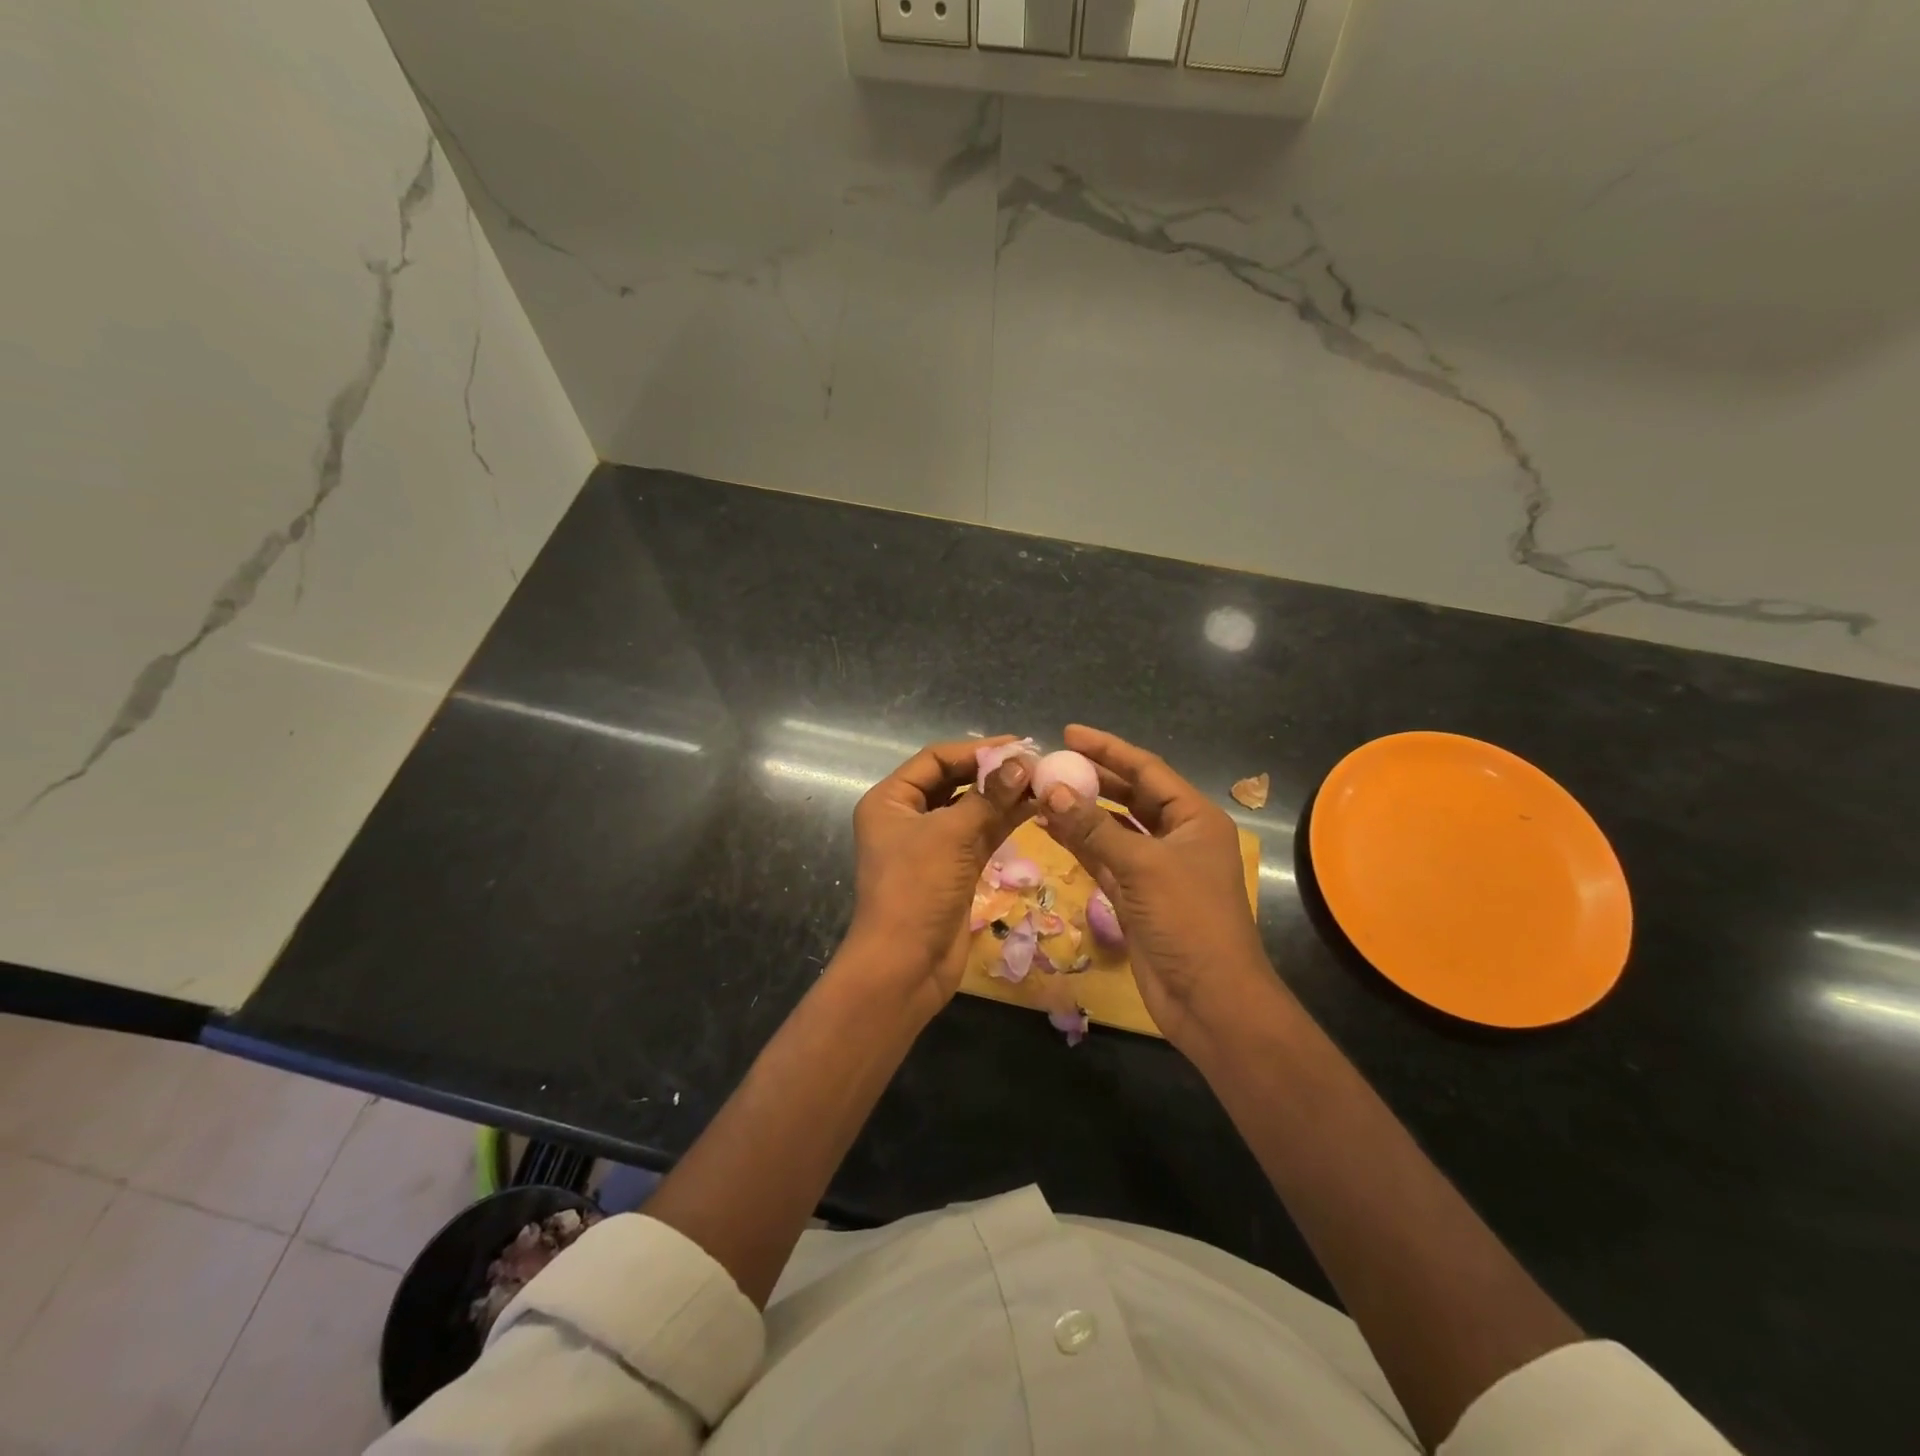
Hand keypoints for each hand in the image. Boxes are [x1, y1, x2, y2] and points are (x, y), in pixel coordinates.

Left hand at [846, 737, 1036, 1015]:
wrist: (905, 965)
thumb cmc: (916, 889)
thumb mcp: (951, 835)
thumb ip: (988, 796)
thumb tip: (1023, 762)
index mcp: (891, 800)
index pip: (935, 759)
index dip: (976, 749)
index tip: (1019, 746)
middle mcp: (908, 816)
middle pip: (954, 781)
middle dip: (993, 772)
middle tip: (1036, 763)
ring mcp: (932, 844)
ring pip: (971, 808)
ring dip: (1004, 796)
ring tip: (1043, 783)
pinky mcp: (954, 868)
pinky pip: (981, 834)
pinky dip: (1005, 821)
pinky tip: (1035, 808)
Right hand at [1038, 724, 1281, 1053]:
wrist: (1209, 999)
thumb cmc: (1189, 921)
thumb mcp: (1143, 866)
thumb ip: (1095, 827)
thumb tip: (1051, 790)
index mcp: (1194, 818)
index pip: (1147, 770)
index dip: (1108, 749)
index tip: (1069, 733)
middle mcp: (1176, 836)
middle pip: (1129, 795)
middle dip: (1091, 778)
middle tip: (1049, 762)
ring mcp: (1154, 868)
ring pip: (1112, 828)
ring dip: (1080, 811)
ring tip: (1040, 791)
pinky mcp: (1135, 896)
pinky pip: (1103, 858)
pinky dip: (1078, 844)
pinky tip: (1048, 828)